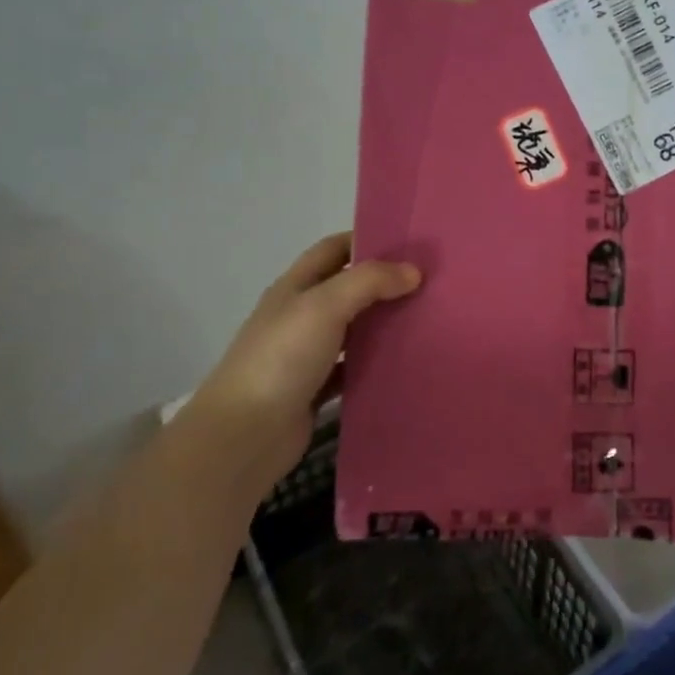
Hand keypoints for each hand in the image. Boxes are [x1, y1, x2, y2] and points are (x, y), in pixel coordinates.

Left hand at [186, 233, 419, 479]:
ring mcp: (306, 355)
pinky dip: (375, 363)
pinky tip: (405, 362)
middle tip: (429, 282)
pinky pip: (353, 368)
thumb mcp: (324, 306)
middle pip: (347, 288)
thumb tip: (413, 272)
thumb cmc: (281, 357)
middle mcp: (299, 316)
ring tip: (427, 318)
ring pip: (353, 329)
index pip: (333, 249)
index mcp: (295, 287)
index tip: (409, 244)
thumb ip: (369, 282)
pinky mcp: (315, 389)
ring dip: (382, 323)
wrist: (245, 434)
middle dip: (383, 282)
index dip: (367, 239)